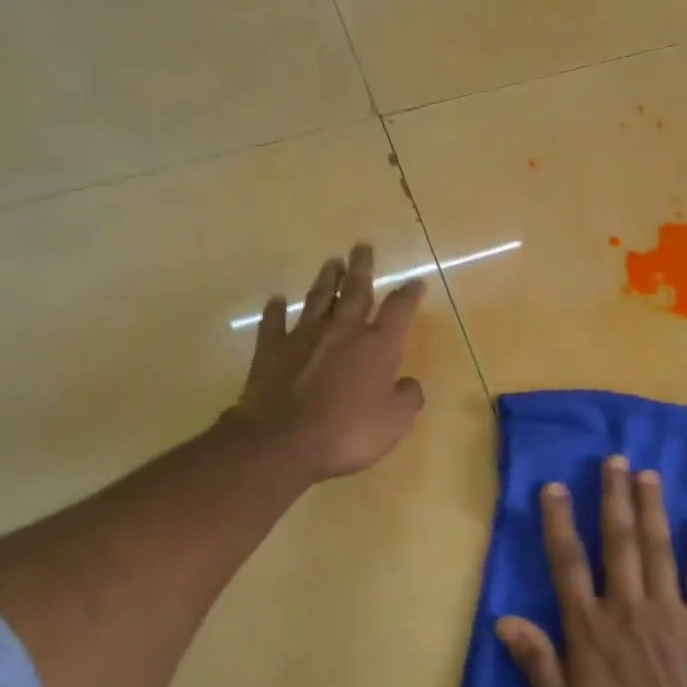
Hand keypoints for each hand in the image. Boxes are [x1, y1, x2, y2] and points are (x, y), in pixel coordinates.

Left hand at [228, 244, 425, 480]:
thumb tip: (408, 383)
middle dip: (362, 268)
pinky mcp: (271, 350)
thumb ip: (407, 399)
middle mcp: (342, 331)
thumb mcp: (394, 423)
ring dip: (326, 280)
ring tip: (332, 262)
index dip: (409, 295)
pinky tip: (276, 300)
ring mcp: (303, 337)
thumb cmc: (347, 432)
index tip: (415, 282)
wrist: (282, 441)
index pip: (399, 310)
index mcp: (377, 346)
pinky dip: (275, 311)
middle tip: (363, 246)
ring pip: (318, 299)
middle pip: (355, 291)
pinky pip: (274, 323)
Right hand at [497, 455, 686, 686]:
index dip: (559, 522)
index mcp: (591, 630)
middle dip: (614, 498)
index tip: (555, 486)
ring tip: (647, 474)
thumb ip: (538, 663)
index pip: (568, 563)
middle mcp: (628, 609)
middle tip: (614, 459)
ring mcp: (672, 615)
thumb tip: (503, 618)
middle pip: (618, 542)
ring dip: (652, 509)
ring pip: (658, 550)